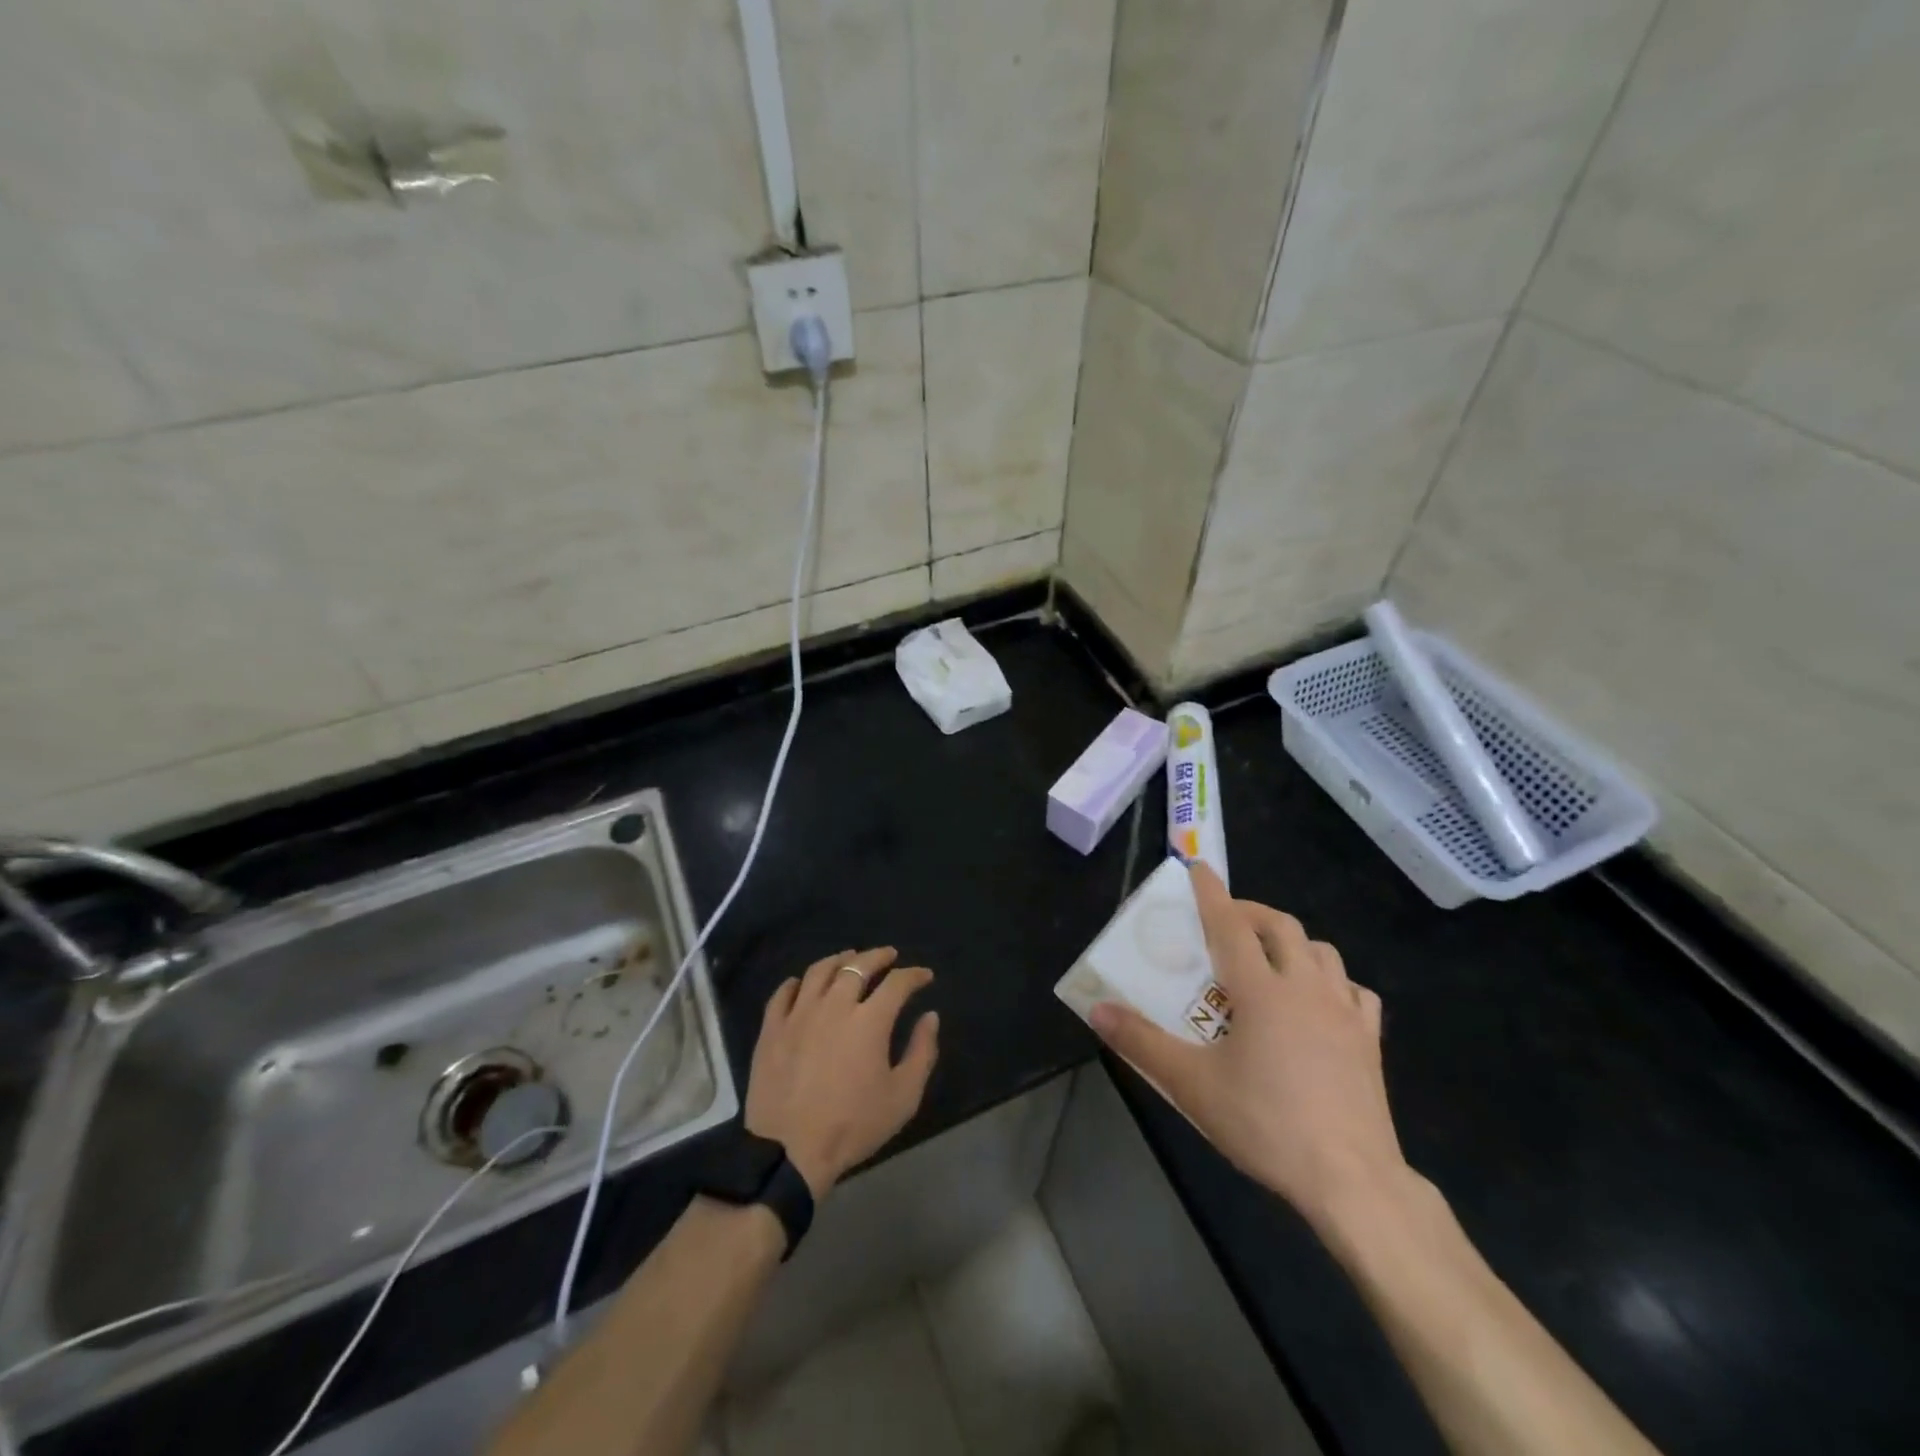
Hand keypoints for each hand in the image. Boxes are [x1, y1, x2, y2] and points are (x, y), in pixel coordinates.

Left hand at [745, 947, 939, 1197]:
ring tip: (849, 959)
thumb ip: (921, 1052)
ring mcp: (798, 1014)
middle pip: (858, 965)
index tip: (924, 976)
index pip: (897, 983)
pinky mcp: (772, 1029)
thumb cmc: (853, 1126)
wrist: (789, 1152)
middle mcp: (834, 1005)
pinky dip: (797, 982)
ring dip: (839, 960)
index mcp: (869, 1020)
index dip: (914, 975)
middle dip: (878, 956)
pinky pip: (783, 993)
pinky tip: (804, 983)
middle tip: (889, 956)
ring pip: (819, 971)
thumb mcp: (903, 1097)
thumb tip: (930, 1017)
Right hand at [1090, 863, 1408, 1233]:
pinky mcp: (1370, 1041)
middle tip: (1228, 921)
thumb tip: (1098, 1010)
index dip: (1211, 894)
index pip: (1231, 925)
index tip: (1199, 868)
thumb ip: (1141, 1042)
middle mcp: (1305, 987)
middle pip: (1282, 927)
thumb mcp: (1192, 1085)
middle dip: (1252, 912)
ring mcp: (1344, 1012)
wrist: (1351, 1179)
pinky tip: (1322, 1001)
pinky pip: (1355, 992)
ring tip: (1272, 958)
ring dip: (1293, 942)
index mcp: (1261, 990)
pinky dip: (1334, 982)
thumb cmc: (1265, 1123)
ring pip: (1322, 951)